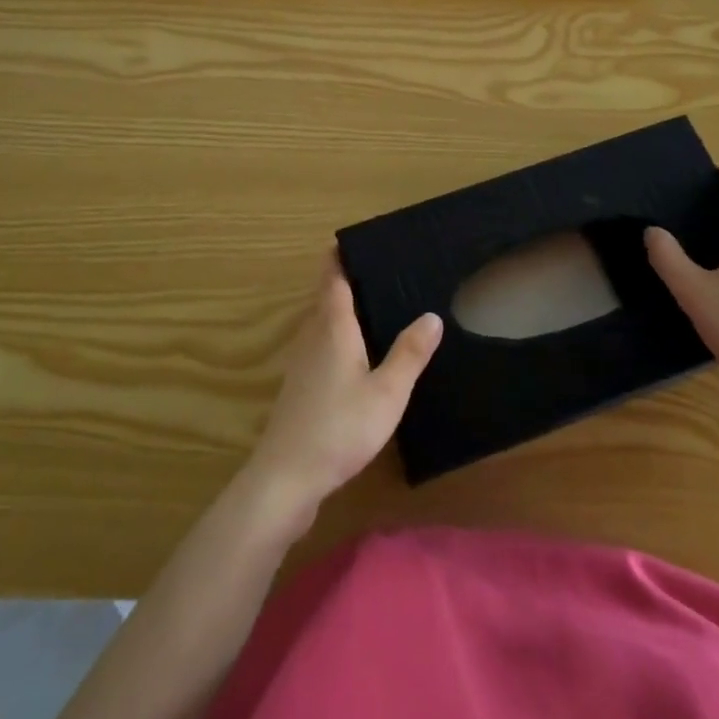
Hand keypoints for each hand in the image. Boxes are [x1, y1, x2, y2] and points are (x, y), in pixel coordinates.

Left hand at [245, 251, 441, 522]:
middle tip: (376, 269)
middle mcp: (313, 337)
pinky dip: (336, 336)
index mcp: (333, 328)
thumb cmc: (340, 428)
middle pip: (325, 298)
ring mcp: (302, 363)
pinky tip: (355, 355)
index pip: (333, 279)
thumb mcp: (387, 392)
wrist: (286, 478)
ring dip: (339, 309)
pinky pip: (319, 346)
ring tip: (372, 304)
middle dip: (344, 280)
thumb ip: (409, 354)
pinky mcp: (299, 388)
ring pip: (321, 323)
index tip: (354, 240)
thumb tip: (432, 315)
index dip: (340, 257)